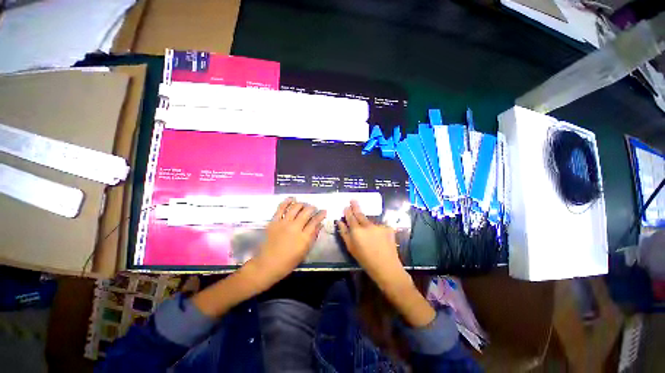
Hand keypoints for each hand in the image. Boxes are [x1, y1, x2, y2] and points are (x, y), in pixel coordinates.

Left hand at [250, 198, 326, 290]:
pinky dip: (287, 201)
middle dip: (312, 208)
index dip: (321, 215)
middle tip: (314, 208)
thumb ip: (313, 236)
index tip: (324, 211)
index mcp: (304, 237)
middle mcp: (295, 227)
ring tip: (304, 205)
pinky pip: (281, 208)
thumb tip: (320, 225)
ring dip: (302, 204)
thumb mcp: (305, 252)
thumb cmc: (288, 262)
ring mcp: (283, 223)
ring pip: (295, 208)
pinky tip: (292, 199)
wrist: (268, 265)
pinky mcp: (274, 221)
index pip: (315, 221)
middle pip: (306, 212)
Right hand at [337, 200, 404, 287]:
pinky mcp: (388, 228)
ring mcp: (378, 225)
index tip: (346, 206)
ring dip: (367, 224)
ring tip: (370, 235)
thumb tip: (340, 221)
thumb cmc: (365, 259)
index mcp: (357, 230)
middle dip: (355, 206)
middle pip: (360, 214)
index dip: (347, 211)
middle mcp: (367, 225)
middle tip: (353, 200)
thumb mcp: (351, 248)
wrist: (386, 266)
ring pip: (370, 222)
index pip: (350, 217)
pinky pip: (379, 226)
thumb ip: (344, 233)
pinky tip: (379, 239)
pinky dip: (377, 230)